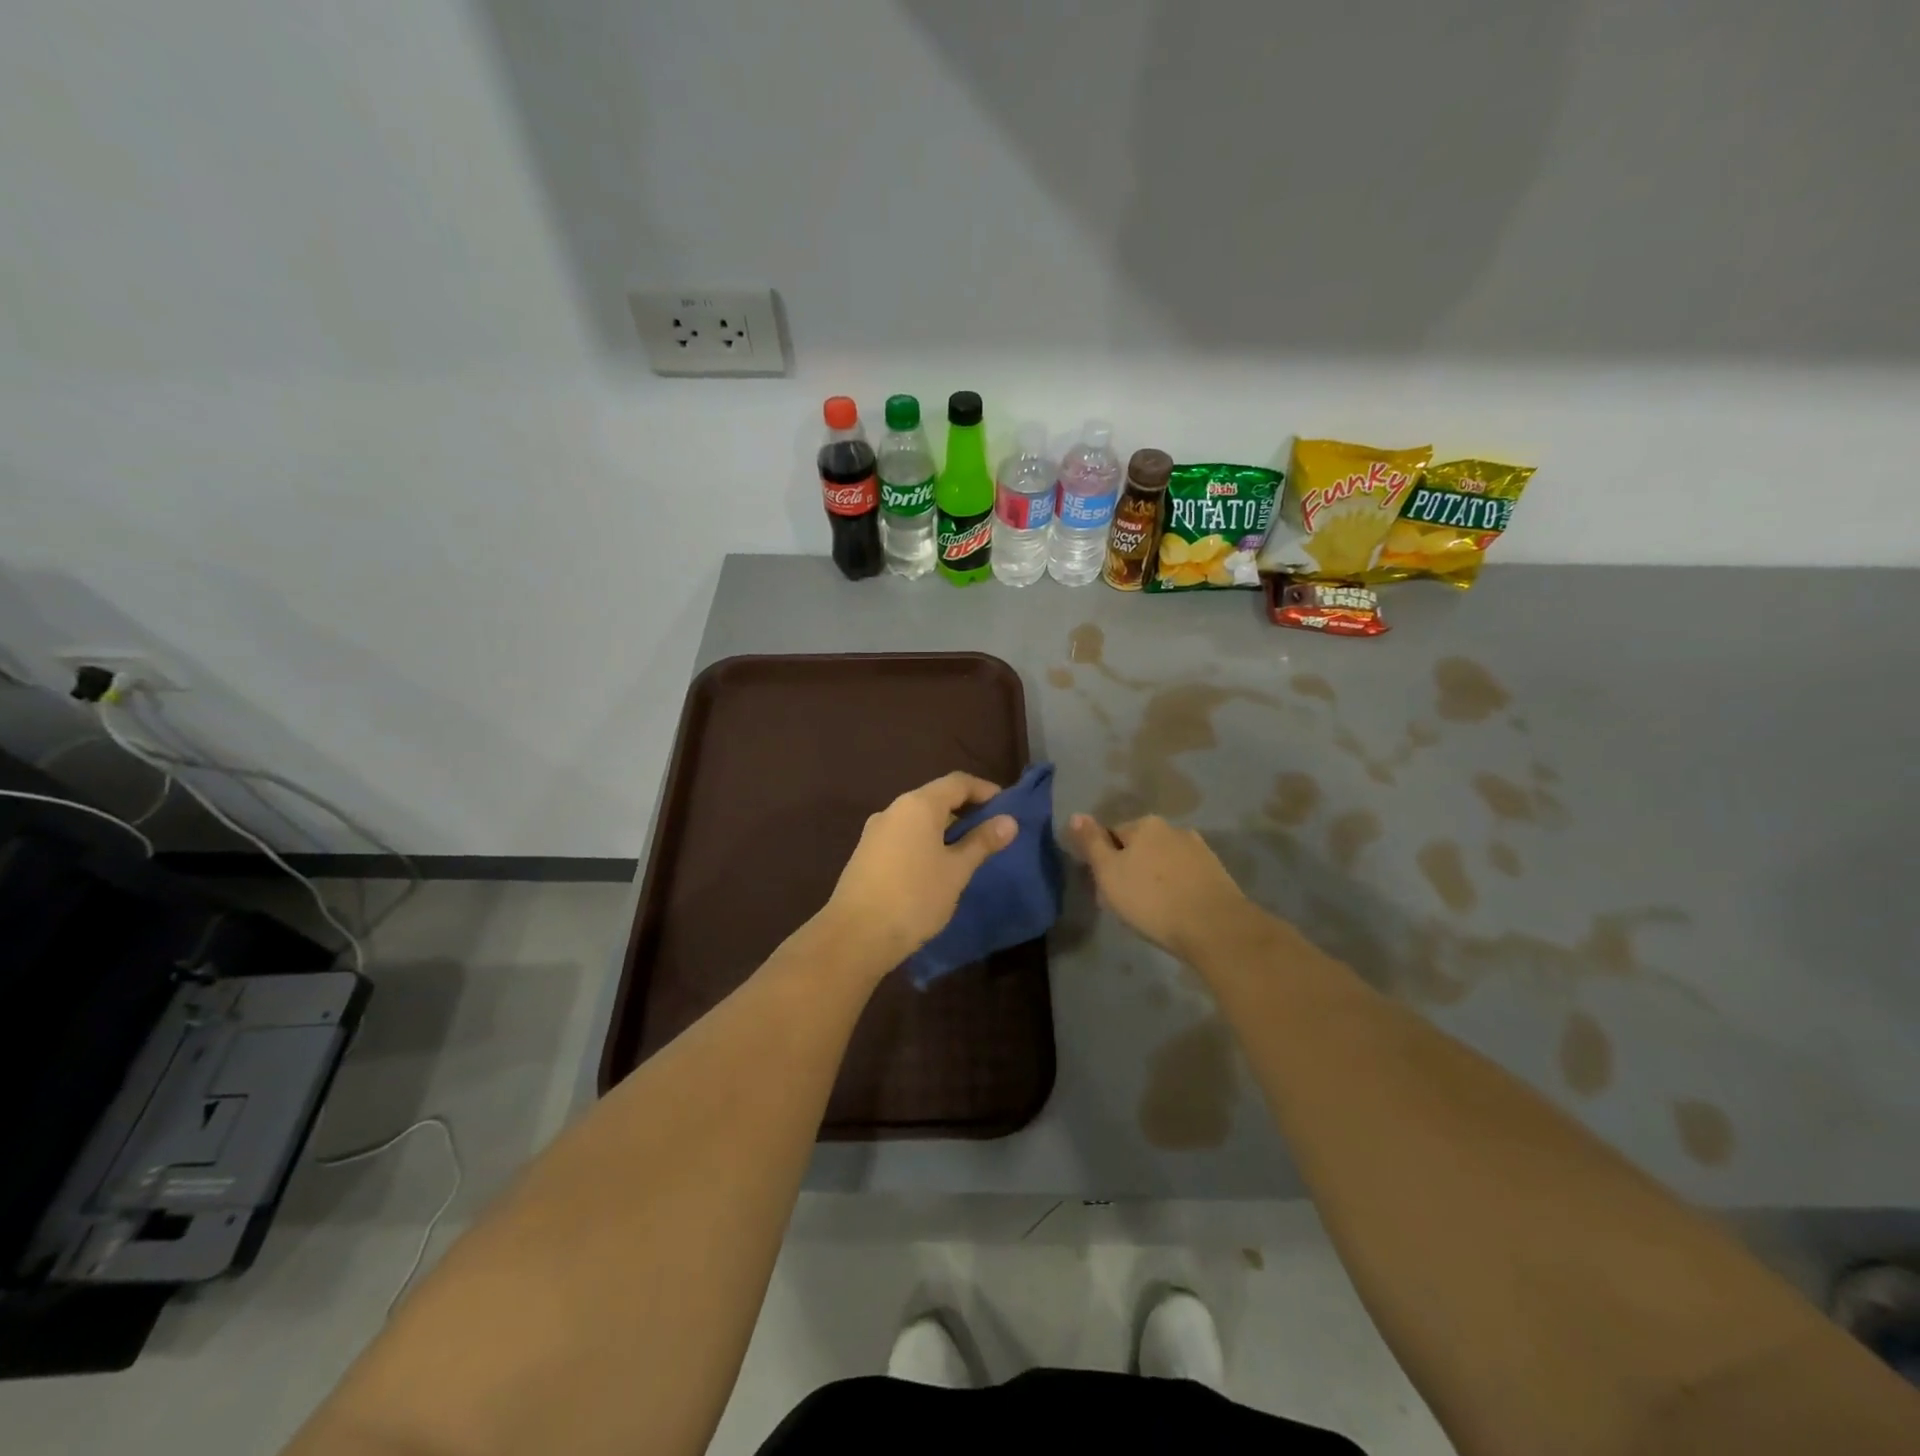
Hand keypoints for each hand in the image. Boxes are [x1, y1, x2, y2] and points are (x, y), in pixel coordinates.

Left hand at [821, 772, 1016, 971]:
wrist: (855, 935)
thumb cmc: (914, 897)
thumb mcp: (956, 870)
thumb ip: (982, 842)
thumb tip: (1009, 820)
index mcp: (918, 805)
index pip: (957, 782)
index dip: (984, 790)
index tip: (1006, 807)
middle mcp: (893, 809)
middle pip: (936, 798)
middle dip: (965, 810)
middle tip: (991, 831)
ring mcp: (875, 832)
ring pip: (918, 819)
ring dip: (944, 828)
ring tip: (967, 851)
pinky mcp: (866, 854)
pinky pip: (903, 836)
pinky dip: (925, 841)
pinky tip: (935, 867)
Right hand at [1066, 813, 1252, 962]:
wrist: (1214, 927)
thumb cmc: (1152, 900)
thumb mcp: (1109, 872)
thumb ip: (1091, 843)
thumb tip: (1076, 815)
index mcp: (1145, 824)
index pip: (1112, 835)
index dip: (1104, 861)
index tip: (1105, 888)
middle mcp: (1173, 829)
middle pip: (1140, 847)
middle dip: (1131, 868)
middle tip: (1126, 901)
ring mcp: (1199, 850)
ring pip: (1164, 862)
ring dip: (1155, 878)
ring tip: (1152, 910)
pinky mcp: (1217, 873)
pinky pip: (1185, 876)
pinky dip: (1176, 888)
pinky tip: (1175, 911)